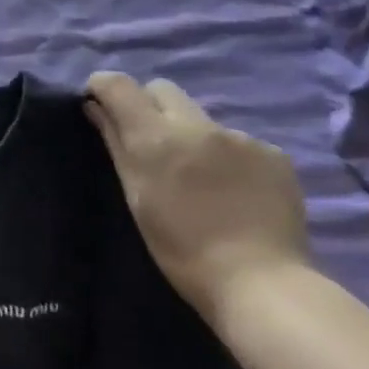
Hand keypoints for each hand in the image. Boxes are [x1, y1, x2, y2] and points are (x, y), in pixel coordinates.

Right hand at [84, 72, 308, 323]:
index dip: (103, 87)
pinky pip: (237, 142)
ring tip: (199, 179)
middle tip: (149, 143)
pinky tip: (233, 192)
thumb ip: (116, 144)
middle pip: (162, 90)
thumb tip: (95, 107)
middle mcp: (198, 125)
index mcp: (156, 137)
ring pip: (201, 119)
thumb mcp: (137, 197)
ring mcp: (240, 137)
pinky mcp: (274, 154)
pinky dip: (227, 158)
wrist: (260, 283)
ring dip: (191, 136)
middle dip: (148, 106)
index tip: (98, 103)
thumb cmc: (181, 250)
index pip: (119, 85)